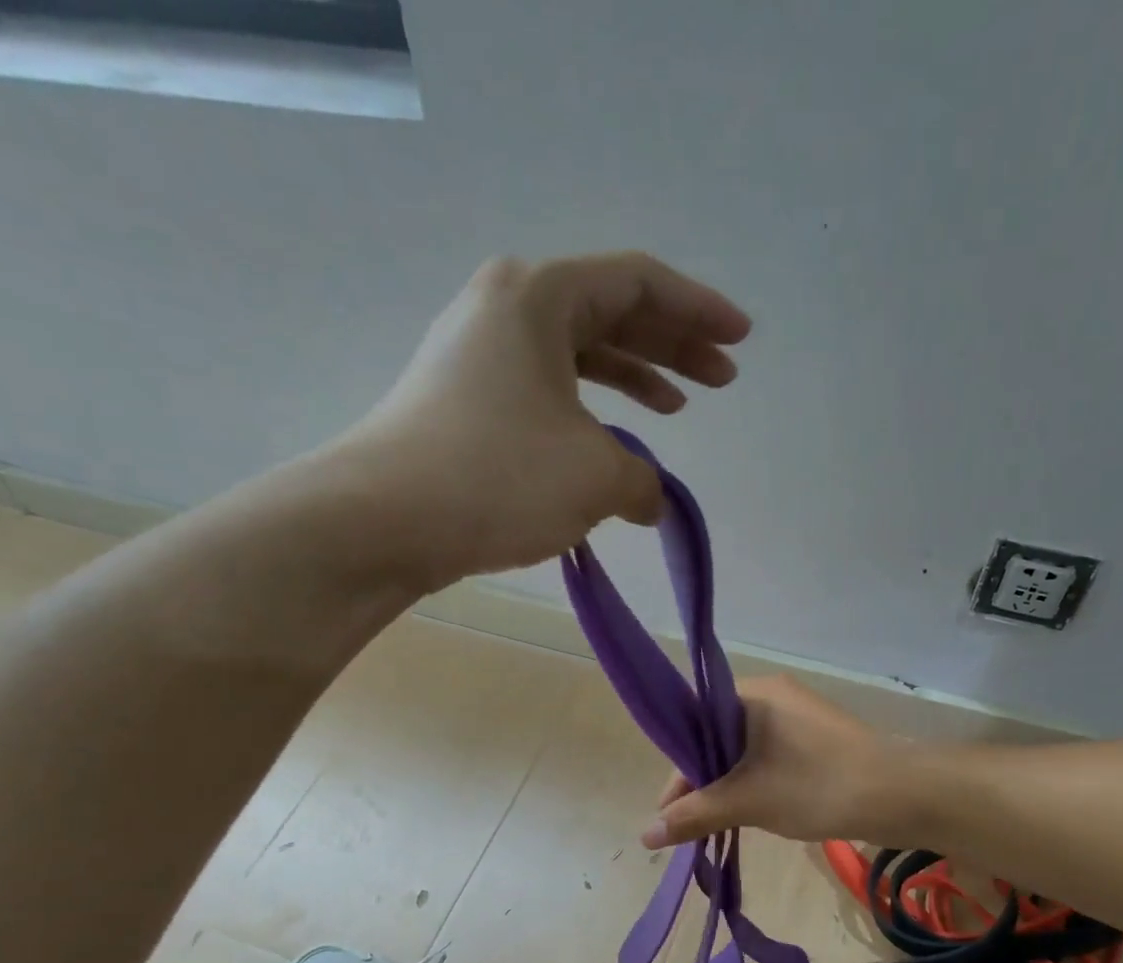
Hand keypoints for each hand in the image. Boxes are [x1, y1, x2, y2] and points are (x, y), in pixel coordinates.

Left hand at [325, 252, 749, 592]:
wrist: (382, 520)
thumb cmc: (498, 476)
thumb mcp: (595, 475)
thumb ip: (643, 479)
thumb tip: (649, 499)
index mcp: (540, 296)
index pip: (638, 282)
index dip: (698, 310)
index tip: (740, 340)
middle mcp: (506, 309)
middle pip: (609, 311)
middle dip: (672, 345)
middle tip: (721, 379)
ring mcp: (479, 355)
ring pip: (576, 354)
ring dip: (633, 378)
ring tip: (677, 408)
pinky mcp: (465, 402)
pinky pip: (547, 391)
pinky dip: (589, 411)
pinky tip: (612, 443)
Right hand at [644, 676, 901, 847]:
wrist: (900, 795)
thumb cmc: (817, 785)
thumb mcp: (748, 801)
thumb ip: (695, 815)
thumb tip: (645, 836)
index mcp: (752, 693)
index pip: (694, 724)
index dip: (677, 770)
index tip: (669, 811)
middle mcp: (773, 695)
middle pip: (717, 738)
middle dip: (701, 782)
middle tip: (690, 825)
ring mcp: (798, 716)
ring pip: (743, 751)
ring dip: (727, 786)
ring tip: (715, 825)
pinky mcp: (816, 739)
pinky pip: (769, 757)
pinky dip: (753, 783)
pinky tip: (748, 812)